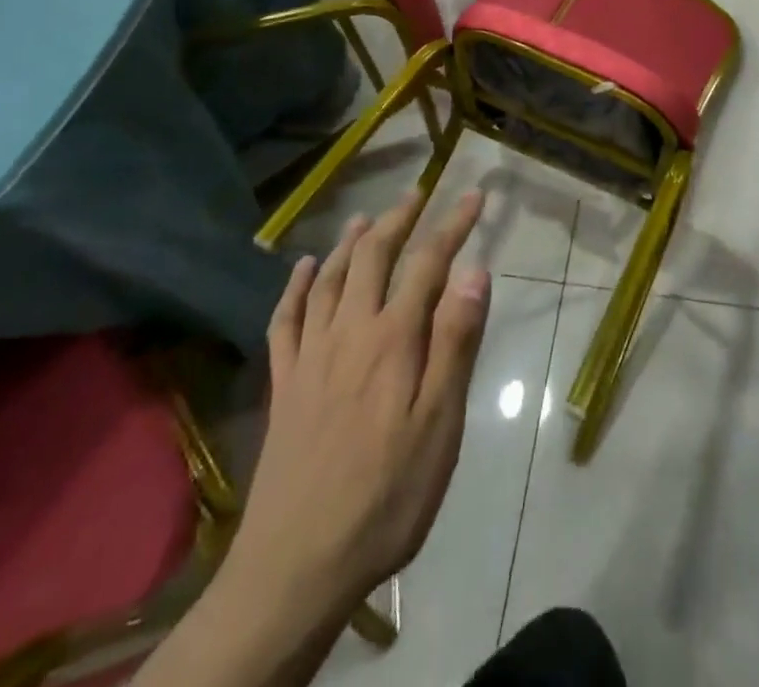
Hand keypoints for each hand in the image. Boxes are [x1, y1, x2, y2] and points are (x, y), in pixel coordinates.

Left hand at [229, 189, 491, 611]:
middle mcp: (349, 332)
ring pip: (330, 278)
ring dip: (350, 241)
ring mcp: (310, 356)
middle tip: (418, 194)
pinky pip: (286, 320)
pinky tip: (303, 269)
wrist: (297, 565)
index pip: (428, 263)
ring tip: (367, 216)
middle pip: (372, 257)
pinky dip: (296, 286)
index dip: (453, 225)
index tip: (474, 195)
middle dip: (399, 219)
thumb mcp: (439, 424)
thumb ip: (455, 342)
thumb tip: (474, 271)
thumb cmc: (386, 495)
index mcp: (393, 339)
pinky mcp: (283, 384)